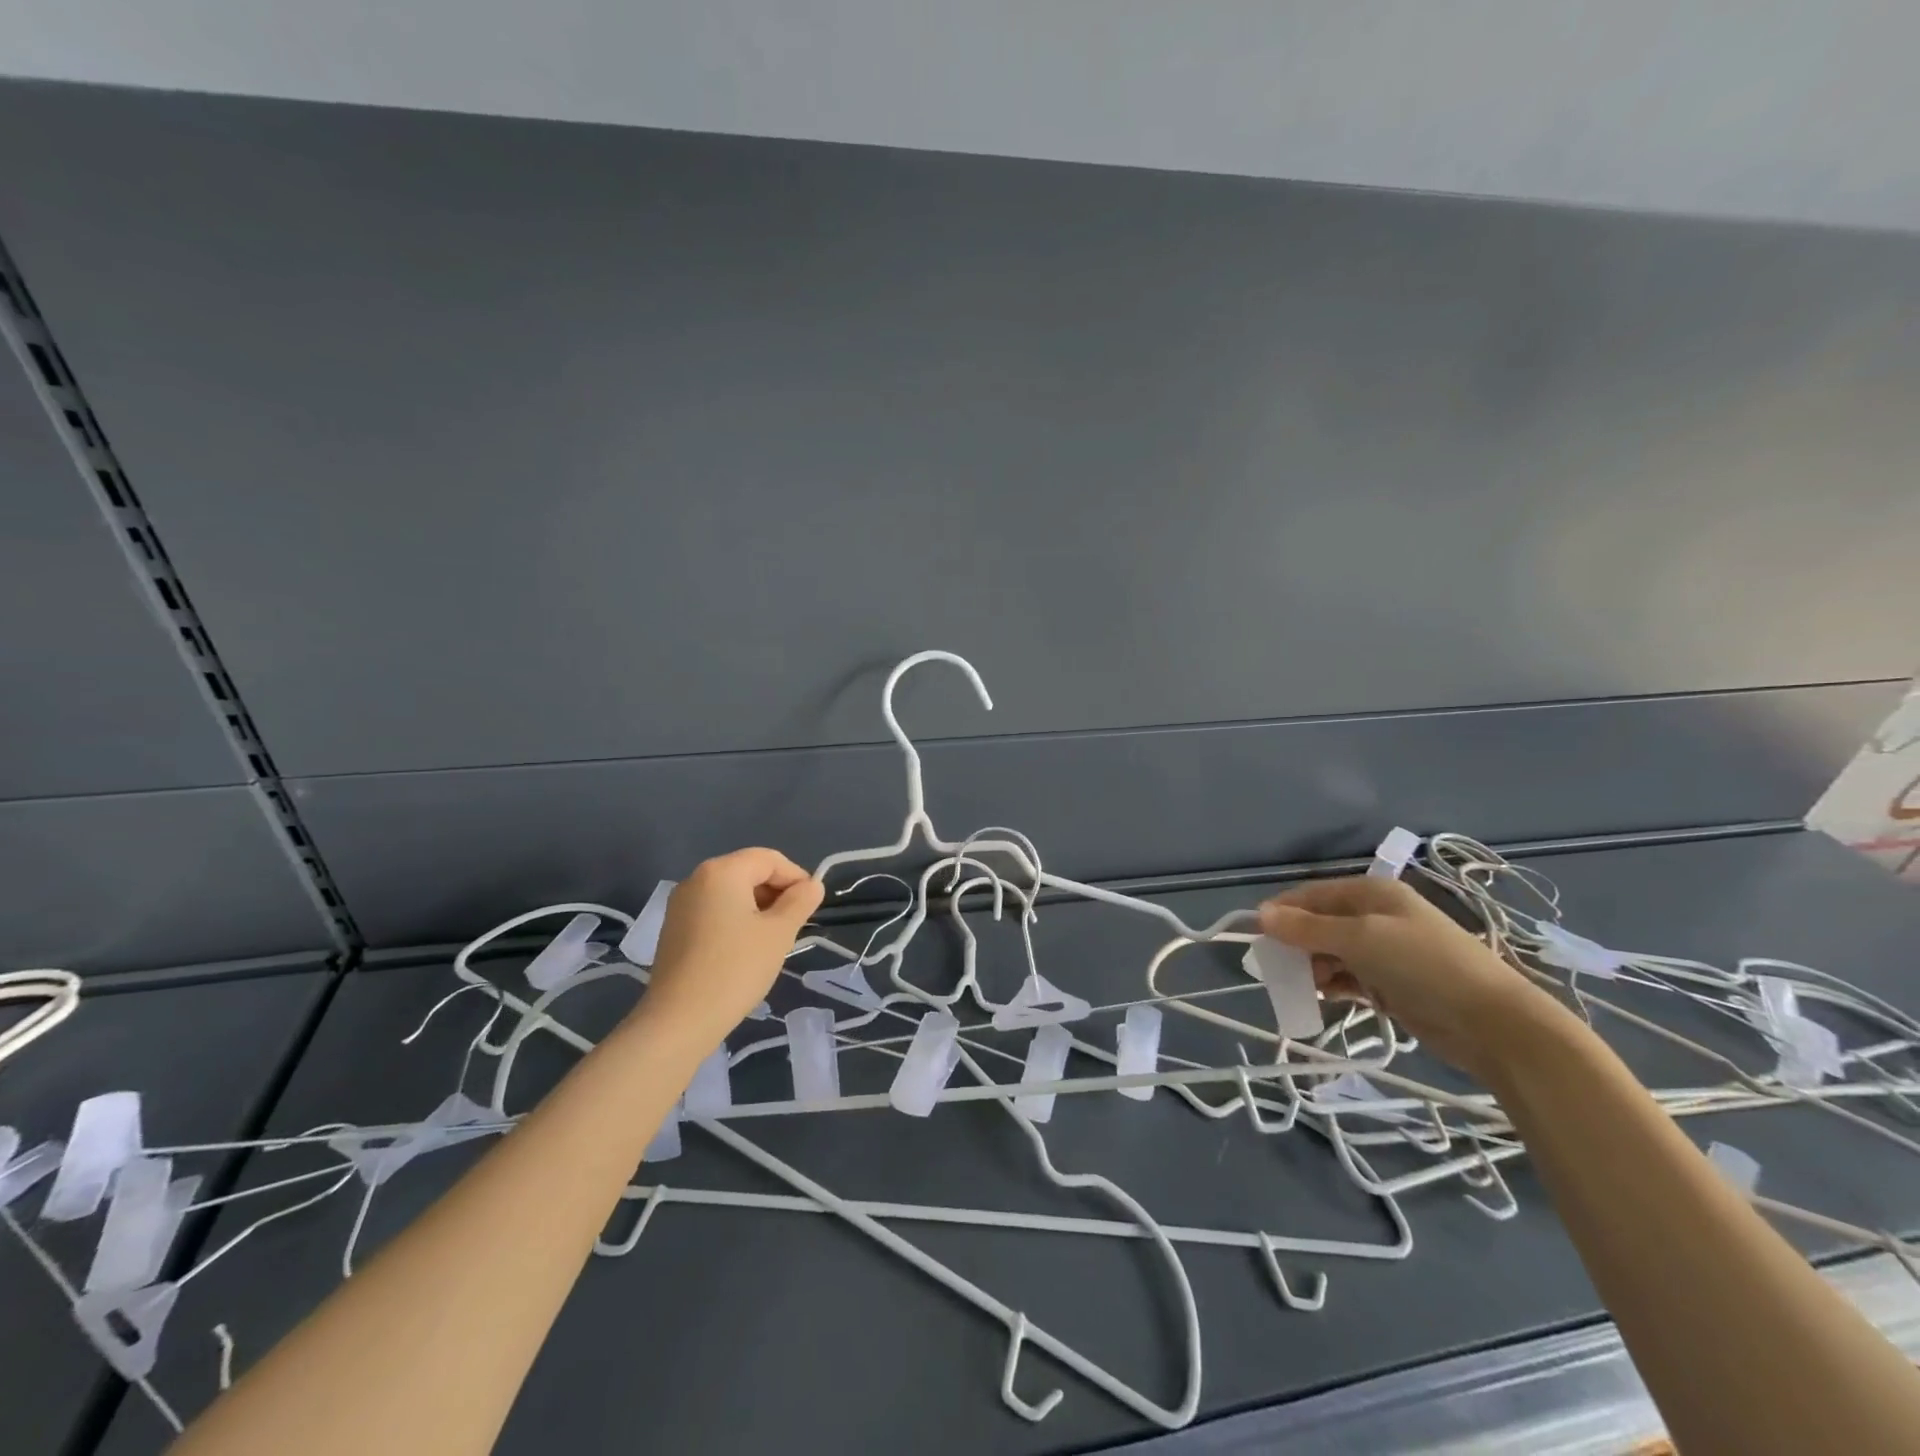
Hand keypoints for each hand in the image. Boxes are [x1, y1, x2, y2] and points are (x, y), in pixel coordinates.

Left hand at [635, 848, 823, 1049]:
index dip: (796, 877)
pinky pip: (714, 911)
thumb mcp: (779, 933)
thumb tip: (812, 885)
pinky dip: (735, 921)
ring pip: (731, 893)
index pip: (769, 859)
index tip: (811, 907)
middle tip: (794, 926)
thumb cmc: (735, 969)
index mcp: (722, 871)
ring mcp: (680, 904)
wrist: (679, 1021)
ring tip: (772, 940)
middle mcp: (696, 879)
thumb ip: (800, 902)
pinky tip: (745, 950)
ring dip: (758, 908)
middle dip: (776, 893)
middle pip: (748, 872)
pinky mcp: (673, 929)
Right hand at [1259, 876, 1568, 1080]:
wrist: (1493, 1023)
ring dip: (1312, 967)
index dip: (1283, 911)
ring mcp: (1386, 952)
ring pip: (1332, 953)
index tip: (1255, 934)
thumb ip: (1307, 928)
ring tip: (1300, 987)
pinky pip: (1348, 978)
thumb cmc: (1423, 965)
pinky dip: (1332, 985)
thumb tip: (1259, 914)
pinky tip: (1320, 998)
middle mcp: (1377, 917)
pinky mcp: (1392, 985)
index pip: (1313, 895)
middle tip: (1275, 966)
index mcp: (1372, 894)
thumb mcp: (1360, 939)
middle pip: (1320, 924)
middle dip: (1296, 943)